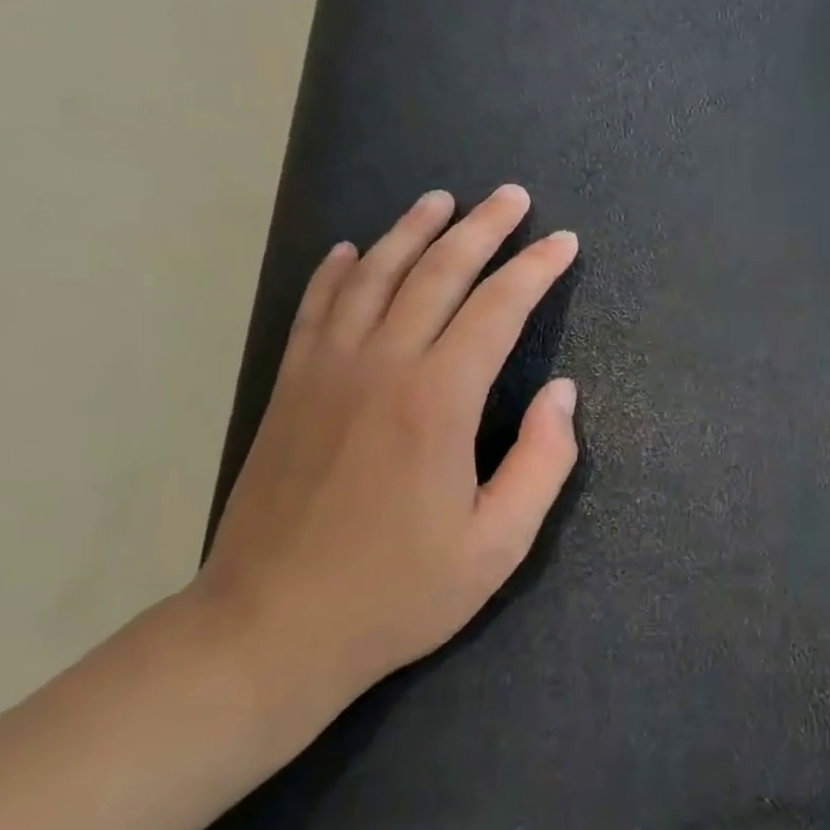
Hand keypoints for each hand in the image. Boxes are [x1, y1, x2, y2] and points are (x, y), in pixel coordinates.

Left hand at [192, 186, 579, 731]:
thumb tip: (562, 392)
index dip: (536, 269)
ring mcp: (327, 373)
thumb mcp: (498, 543)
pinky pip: (316, 308)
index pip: (497, 309)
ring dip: (413, 231)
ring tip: (442, 199)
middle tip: (513, 197)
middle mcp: (382, 367)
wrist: (266, 632)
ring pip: (374, 277)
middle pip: (438, 274)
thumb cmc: (397, 591)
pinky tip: (354, 248)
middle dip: (482, 228)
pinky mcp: (290, 389)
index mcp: (439, 401)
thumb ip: (543, 462)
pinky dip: (338, 270)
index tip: (563, 242)